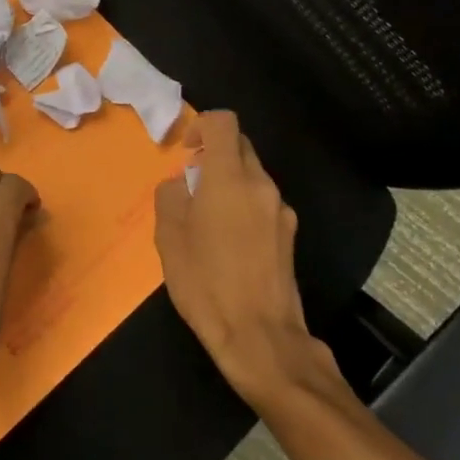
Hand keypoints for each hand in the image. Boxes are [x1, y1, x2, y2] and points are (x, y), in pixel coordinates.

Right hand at [154, 112, 343, 412]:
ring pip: (252, 176)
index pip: (224, 122)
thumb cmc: (205, 284)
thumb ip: (171, 196)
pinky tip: (228, 242)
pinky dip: (243, 206)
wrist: (260, 336)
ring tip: (206, 219)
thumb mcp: (169, 238)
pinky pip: (262, 203)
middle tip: (190, 185)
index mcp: (229, 179)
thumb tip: (181, 182)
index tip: (186, 149)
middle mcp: (261, 185)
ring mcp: (281, 210)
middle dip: (214, 154)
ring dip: (228, 182)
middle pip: (240, 147)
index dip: (202, 125)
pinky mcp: (290, 235)